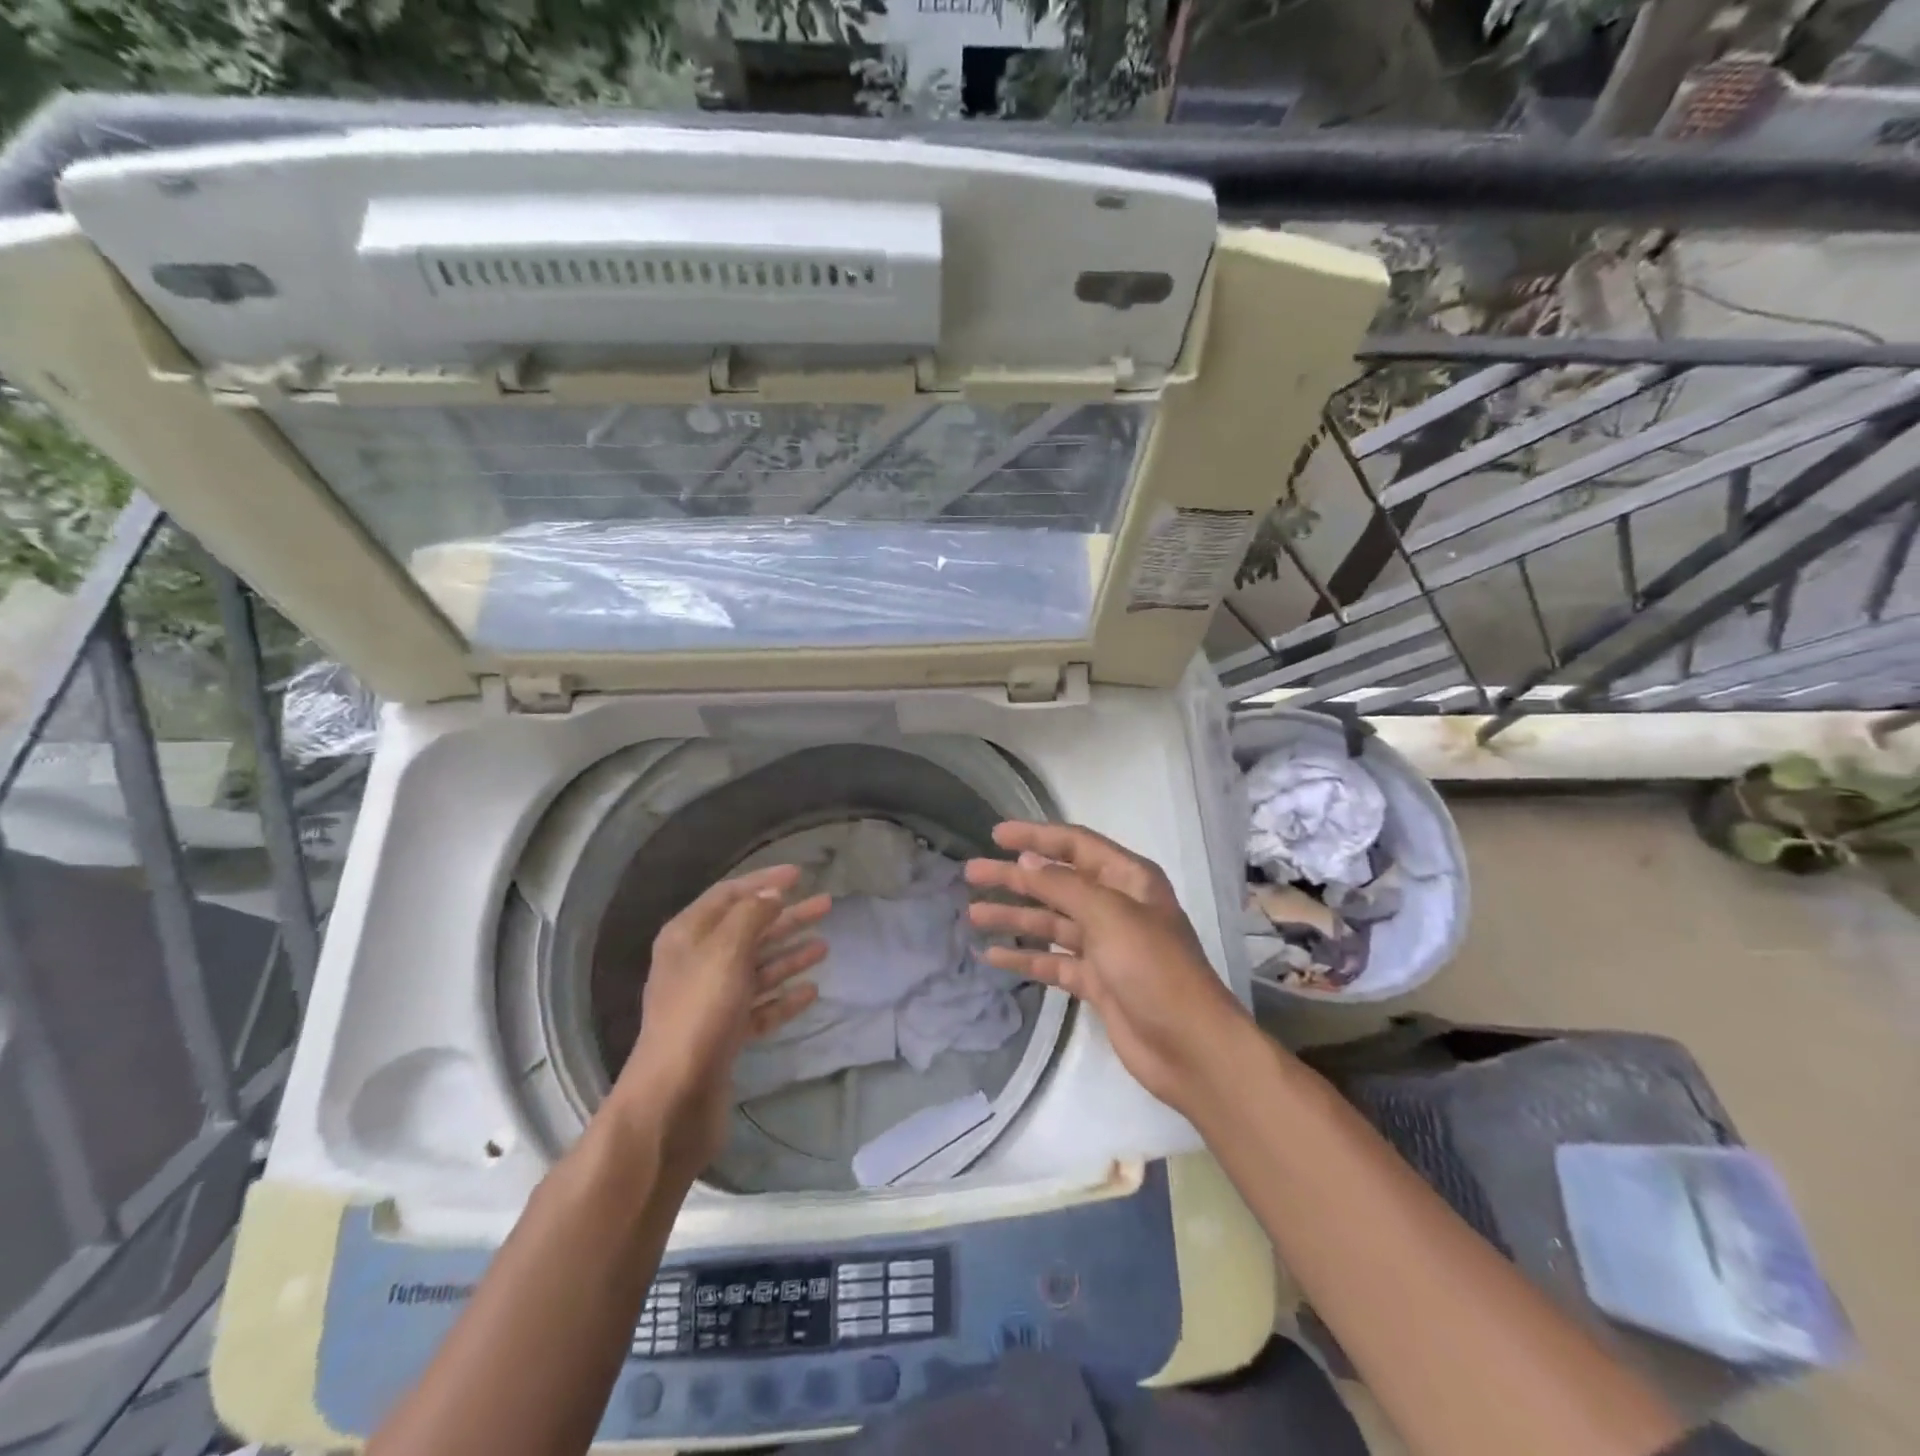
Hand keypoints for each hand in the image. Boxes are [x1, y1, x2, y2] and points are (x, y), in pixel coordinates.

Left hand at [609, 865, 827, 1174]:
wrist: (675, 1097)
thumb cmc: (699, 1012)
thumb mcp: (725, 952)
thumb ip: (751, 916)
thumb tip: (771, 893)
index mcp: (688, 936)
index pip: (729, 895)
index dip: (764, 881)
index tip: (800, 874)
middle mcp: (697, 963)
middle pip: (749, 929)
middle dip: (786, 916)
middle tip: (826, 905)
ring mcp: (711, 1000)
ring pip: (758, 967)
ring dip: (790, 954)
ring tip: (824, 945)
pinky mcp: (725, 1033)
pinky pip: (761, 1006)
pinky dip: (784, 997)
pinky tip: (811, 991)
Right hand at [964, 822, 1252, 1114]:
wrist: (1189, 1047)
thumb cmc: (1153, 968)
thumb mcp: (1109, 915)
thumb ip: (1063, 885)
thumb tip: (1027, 859)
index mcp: (1128, 879)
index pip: (1075, 844)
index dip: (1036, 836)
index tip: (996, 835)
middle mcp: (1116, 906)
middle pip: (1056, 883)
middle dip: (1015, 878)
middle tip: (972, 874)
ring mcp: (1105, 946)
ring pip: (1050, 923)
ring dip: (1014, 918)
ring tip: (973, 914)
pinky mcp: (1096, 981)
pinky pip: (1052, 962)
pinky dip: (1025, 958)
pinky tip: (992, 957)